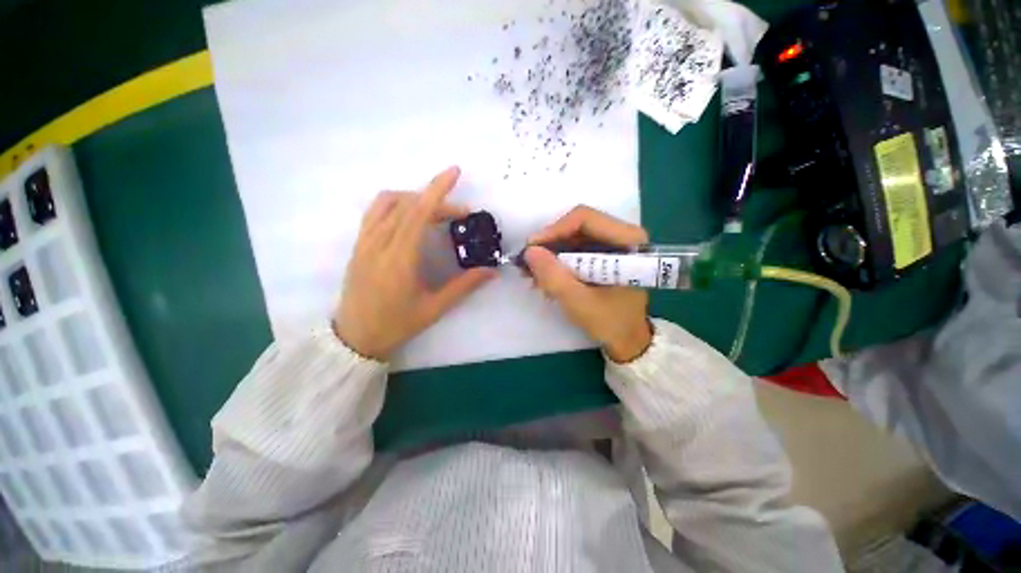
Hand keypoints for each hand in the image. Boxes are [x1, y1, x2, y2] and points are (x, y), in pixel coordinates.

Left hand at [334, 167, 494, 360]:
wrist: (355, 337)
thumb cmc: (397, 324)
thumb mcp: (434, 308)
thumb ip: (464, 286)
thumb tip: (491, 271)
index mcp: (399, 259)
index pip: (418, 213)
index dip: (437, 190)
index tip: (454, 172)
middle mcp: (378, 244)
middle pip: (407, 206)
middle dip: (436, 200)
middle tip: (460, 214)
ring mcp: (364, 243)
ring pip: (387, 203)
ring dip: (414, 199)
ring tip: (435, 212)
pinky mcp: (358, 245)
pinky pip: (375, 213)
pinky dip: (396, 205)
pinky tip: (409, 218)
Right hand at [525, 206, 652, 362]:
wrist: (628, 338)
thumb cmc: (611, 322)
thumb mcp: (579, 302)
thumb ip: (554, 277)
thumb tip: (529, 251)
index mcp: (628, 241)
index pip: (585, 219)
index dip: (554, 230)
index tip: (531, 249)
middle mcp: (622, 236)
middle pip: (576, 227)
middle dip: (549, 245)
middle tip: (527, 264)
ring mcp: (612, 244)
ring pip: (572, 238)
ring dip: (551, 255)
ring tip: (533, 276)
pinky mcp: (603, 255)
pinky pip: (575, 249)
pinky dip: (558, 262)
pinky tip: (546, 279)